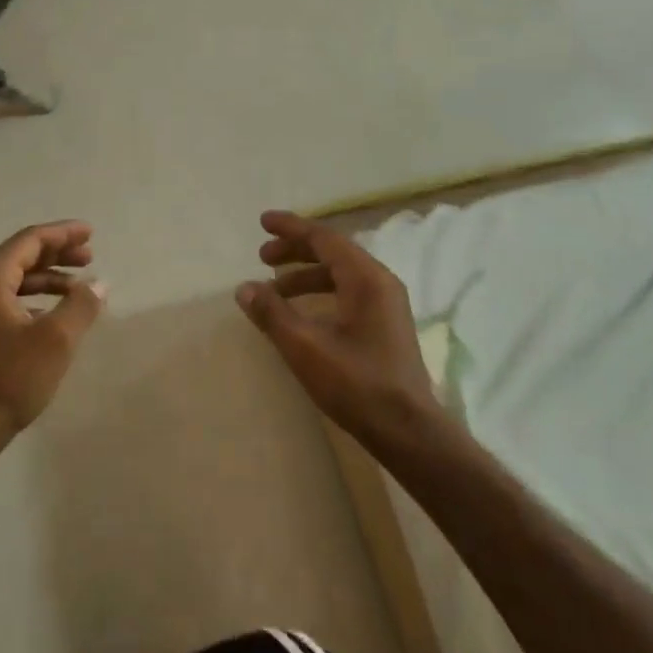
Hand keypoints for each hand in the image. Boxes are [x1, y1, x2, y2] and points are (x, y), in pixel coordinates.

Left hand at [0, 222, 105, 447]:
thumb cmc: (8, 378)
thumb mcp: (55, 340)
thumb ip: (81, 305)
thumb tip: (99, 284)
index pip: (30, 240)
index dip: (63, 233)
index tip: (90, 233)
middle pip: (21, 257)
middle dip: (57, 254)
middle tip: (90, 257)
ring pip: (15, 281)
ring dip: (48, 279)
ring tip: (79, 288)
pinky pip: (8, 302)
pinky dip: (35, 300)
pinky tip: (54, 315)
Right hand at [237, 210, 442, 449]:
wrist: (407, 430)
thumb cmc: (357, 384)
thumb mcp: (305, 347)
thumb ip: (272, 313)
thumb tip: (245, 288)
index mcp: (366, 278)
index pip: (324, 238)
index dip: (291, 228)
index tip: (263, 222)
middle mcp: (380, 282)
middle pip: (333, 252)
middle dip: (295, 250)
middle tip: (262, 257)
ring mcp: (387, 304)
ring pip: (340, 274)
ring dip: (305, 275)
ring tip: (274, 290)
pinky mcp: (386, 324)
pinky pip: (348, 292)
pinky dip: (321, 292)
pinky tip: (301, 313)